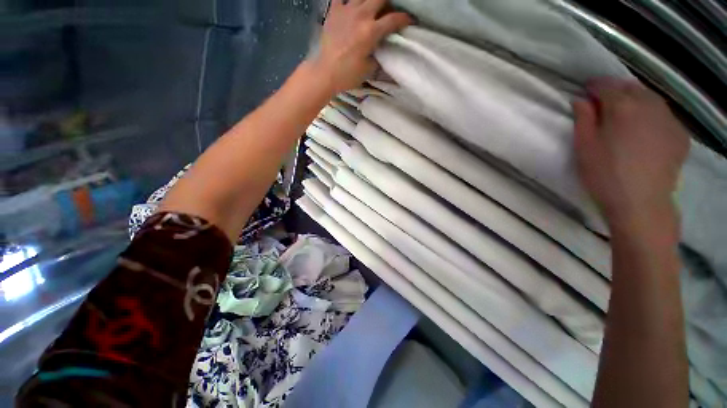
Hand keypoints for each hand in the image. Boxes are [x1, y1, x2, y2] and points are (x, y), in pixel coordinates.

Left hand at [311, 0, 412, 93]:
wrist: (326, 72)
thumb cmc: (348, 74)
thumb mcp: (369, 68)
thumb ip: (379, 53)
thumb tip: (384, 45)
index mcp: (371, 31)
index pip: (394, 19)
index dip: (405, 19)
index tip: (409, 21)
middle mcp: (361, 15)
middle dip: (388, 3)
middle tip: (388, 12)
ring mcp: (346, 10)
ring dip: (370, 0)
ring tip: (371, 8)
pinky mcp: (334, 11)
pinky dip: (349, 0)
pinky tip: (352, 7)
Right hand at [573, 79, 688, 234]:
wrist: (640, 203)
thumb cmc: (604, 174)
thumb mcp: (583, 147)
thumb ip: (583, 119)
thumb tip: (581, 100)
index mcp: (622, 107)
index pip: (606, 85)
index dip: (594, 85)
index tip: (586, 89)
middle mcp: (649, 106)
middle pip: (631, 87)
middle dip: (616, 88)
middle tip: (604, 99)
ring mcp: (669, 119)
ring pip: (651, 98)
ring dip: (636, 99)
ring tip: (626, 111)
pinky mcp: (680, 134)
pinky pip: (664, 115)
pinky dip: (652, 114)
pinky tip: (645, 128)